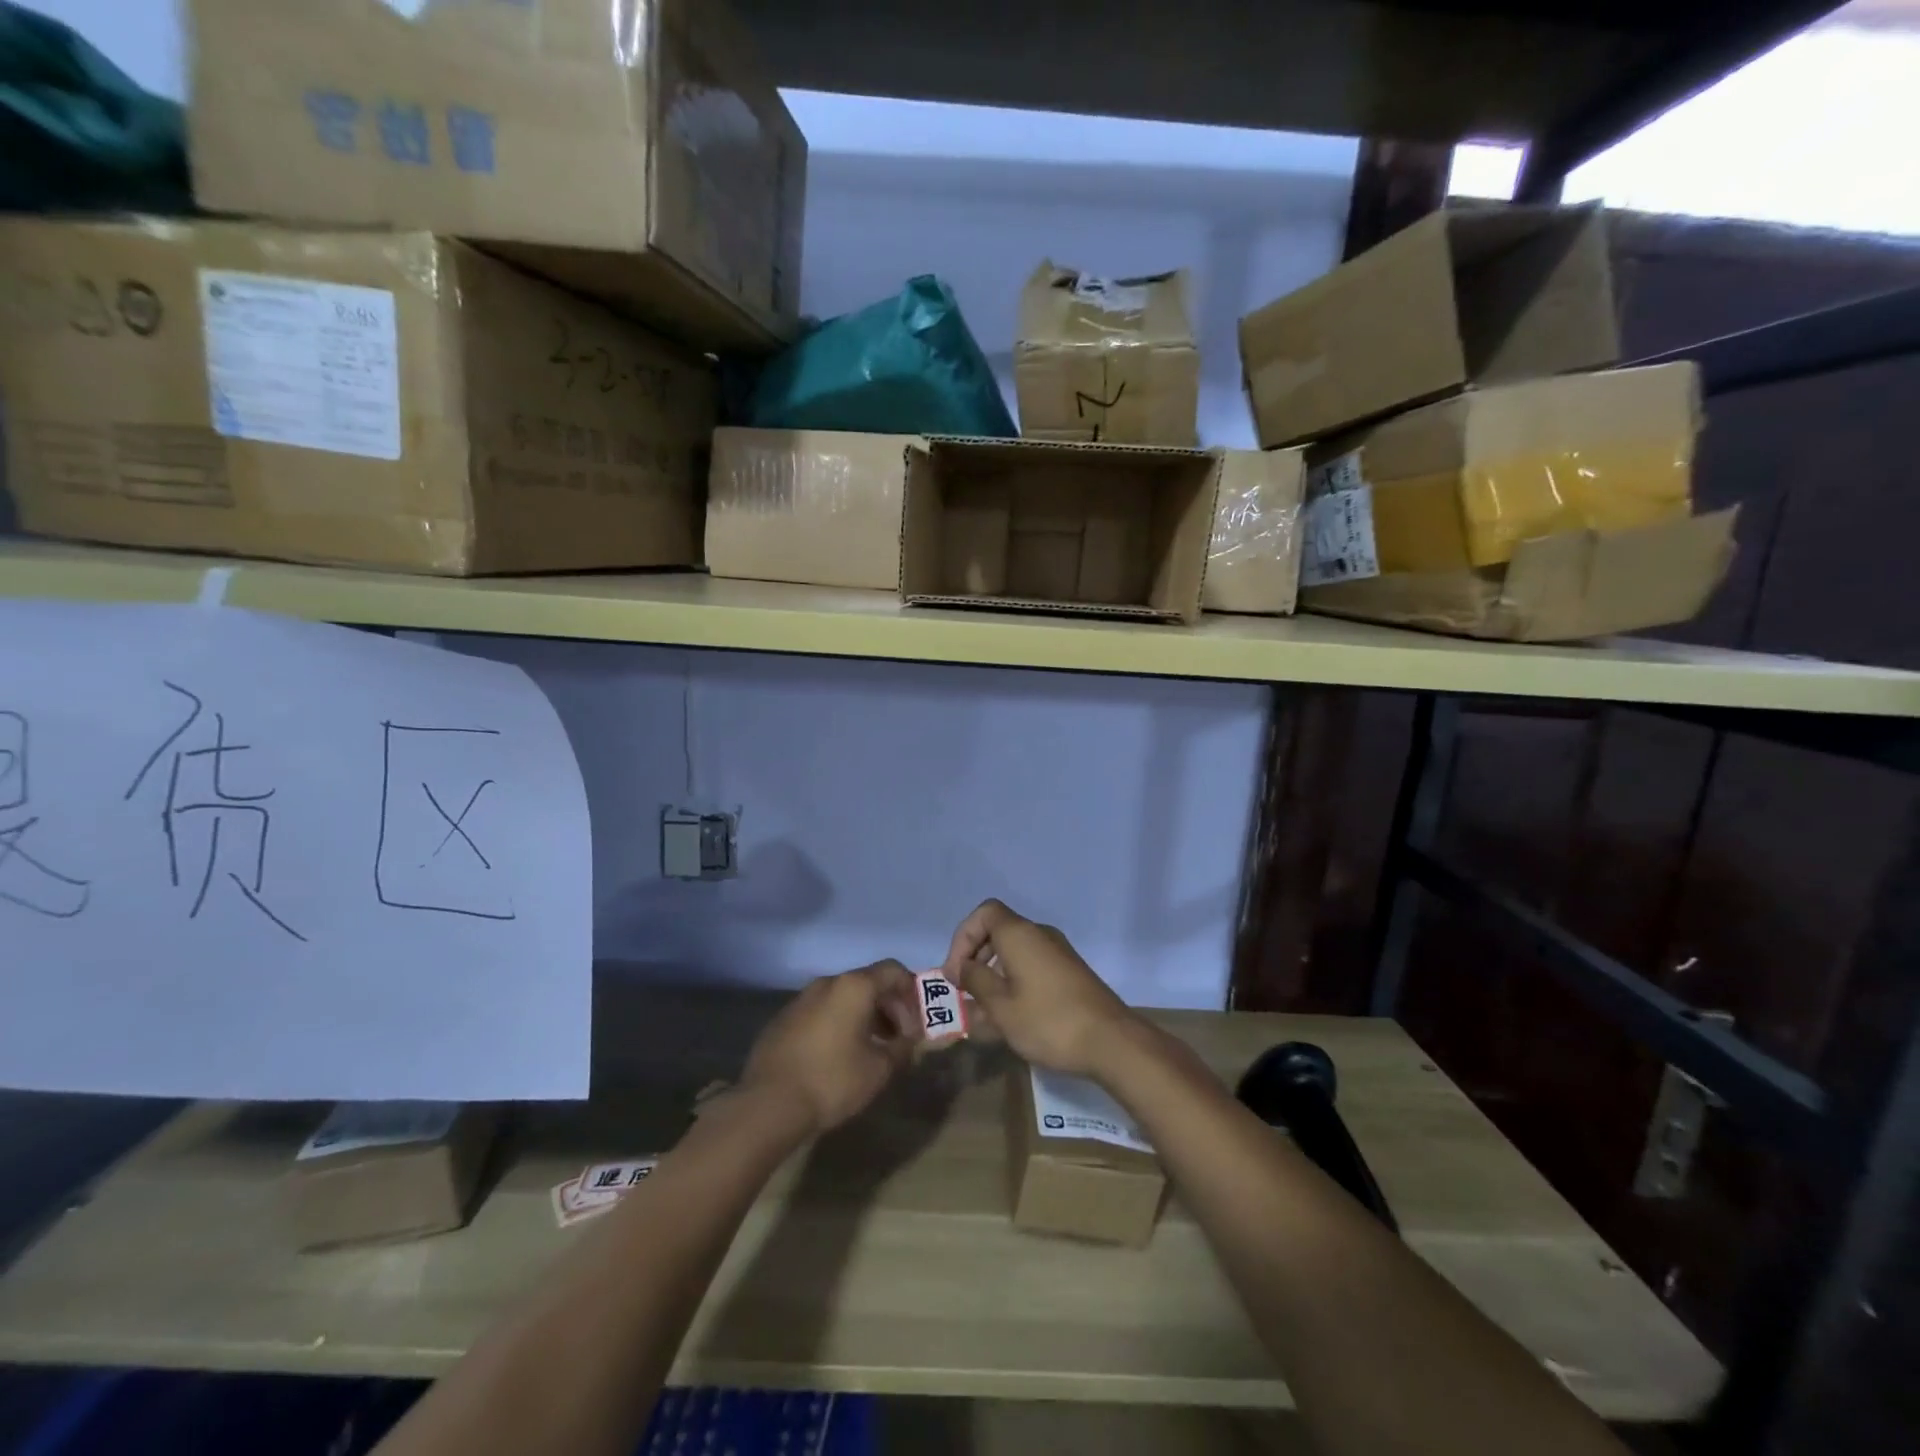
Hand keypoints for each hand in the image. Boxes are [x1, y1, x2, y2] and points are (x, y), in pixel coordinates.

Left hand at [739, 961, 919, 1134]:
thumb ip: (902, 1049)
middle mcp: (827, 983)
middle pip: (868, 982)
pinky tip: (839, 1055)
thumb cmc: (832, 1080)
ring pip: (843, 997)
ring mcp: (801, 999)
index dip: (911, 993)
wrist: (768, 1103)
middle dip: (889, 1007)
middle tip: (899, 1038)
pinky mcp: (783, 1019)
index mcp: (854, 986)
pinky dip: (838, 1024)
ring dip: (864, 1016)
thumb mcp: (879, 1069)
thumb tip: (910, 1041)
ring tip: (872, 1048)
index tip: (918, 1022)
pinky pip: (821, 1011)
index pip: (893, 971)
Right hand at [943, 900, 1137, 1078]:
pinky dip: (1013, 981)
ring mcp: (1058, 953)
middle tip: (963, 991)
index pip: (984, 913)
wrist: (1111, 1041)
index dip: (963, 937)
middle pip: (998, 931)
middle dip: (975, 957)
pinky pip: (1031, 966)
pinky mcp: (1069, 972)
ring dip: (993, 974)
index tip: (955, 972)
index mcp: (1020, 934)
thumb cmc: (1048, 1021)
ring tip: (982, 1011)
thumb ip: (975, 981)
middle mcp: (1040, 935)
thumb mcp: (1001, 1006)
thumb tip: (962, 967)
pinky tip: (1009, 1016)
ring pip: (1015, 952)